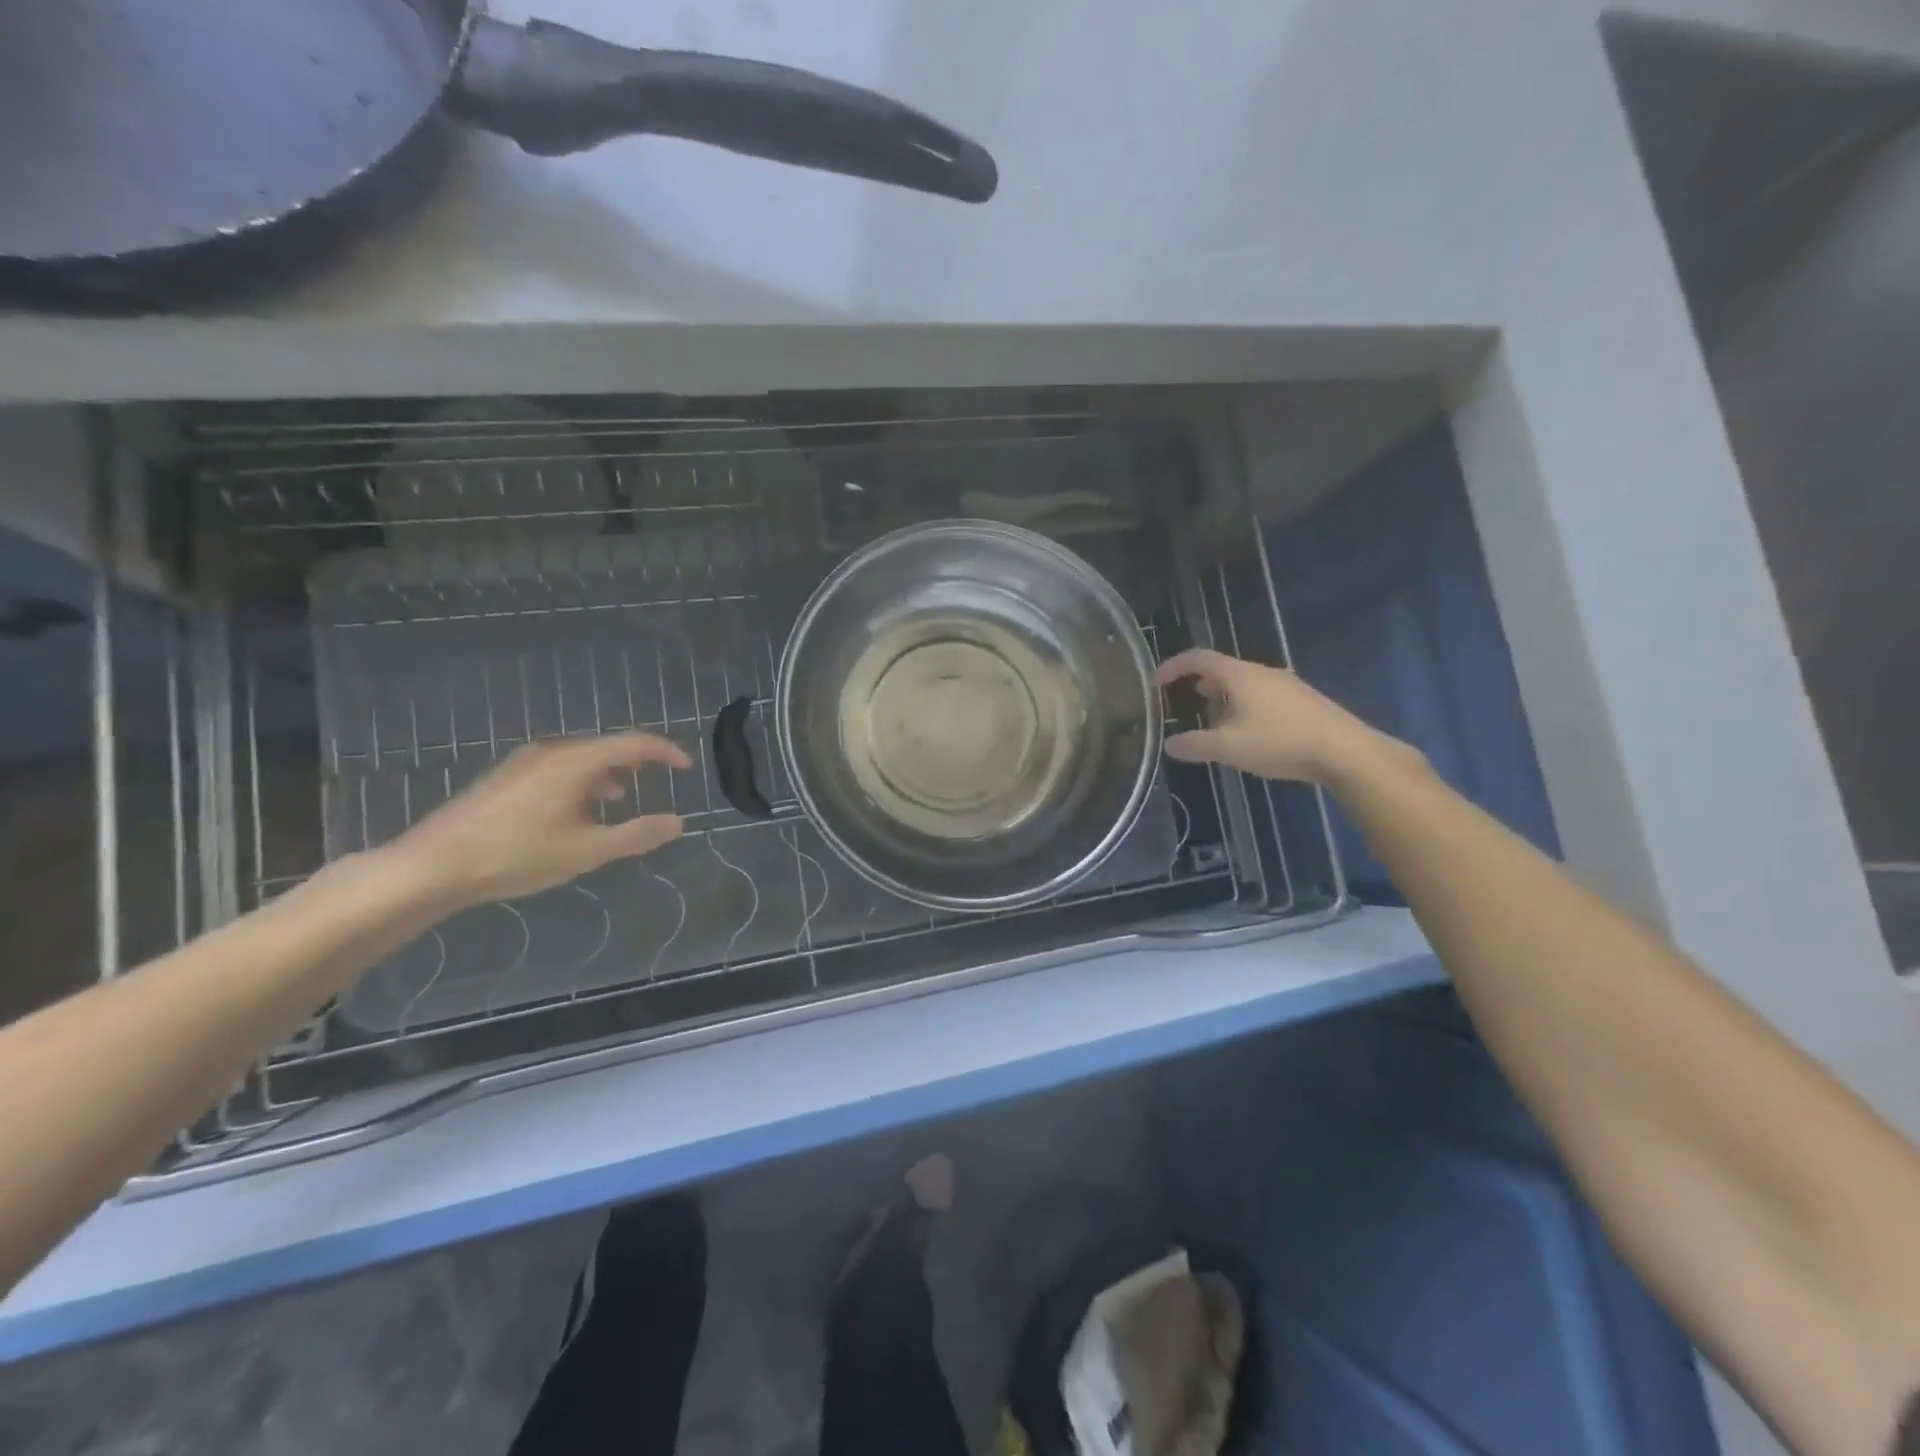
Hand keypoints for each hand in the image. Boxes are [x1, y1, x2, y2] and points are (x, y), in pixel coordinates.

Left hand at [385, 733, 692, 908]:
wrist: (432, 865)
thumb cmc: (517, 855)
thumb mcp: (587, 850)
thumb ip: (637, 834)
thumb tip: (677, 822)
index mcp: (577, 761)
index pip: (635, 743)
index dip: (666, 753)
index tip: (686, 767)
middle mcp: (552, 750)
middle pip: (607, 747)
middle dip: (637, 763)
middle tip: (657, 782)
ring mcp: (524, 761)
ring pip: (580, 758)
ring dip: (607, 775)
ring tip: (618, 801)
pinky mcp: (505, 776)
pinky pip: (558, 767)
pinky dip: (581, 781)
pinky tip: (574, 811)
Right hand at [1156, 649, 1404, 784]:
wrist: (1344, 751)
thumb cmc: (1279, 742)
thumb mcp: (1228, 747)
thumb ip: (1195, 745)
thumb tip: (1169, 744)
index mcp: (1239, 675)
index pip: (1198, 658)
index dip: (1174, 666)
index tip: (1157, 681)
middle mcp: (1261, 672)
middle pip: (1223, 669)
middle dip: (1200, 684)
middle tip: (1186, 702)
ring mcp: (1286, 685)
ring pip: (1244, 684)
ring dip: (1224, 698)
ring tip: (1216, 722)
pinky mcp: (1303, 701)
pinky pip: (1263, 696)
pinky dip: (1245, 706)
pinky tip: (1250, 733)